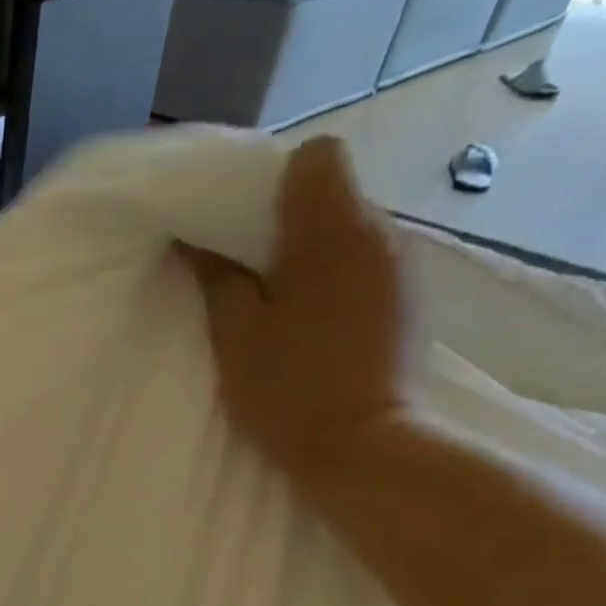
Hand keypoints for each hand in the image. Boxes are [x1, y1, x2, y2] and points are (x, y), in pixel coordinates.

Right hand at [179, 136, 419, 489]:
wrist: (365, 449)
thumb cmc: (291, 390)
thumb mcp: (236, 337)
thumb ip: (216, 279)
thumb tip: (193, 242)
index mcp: (334, 230)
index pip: (316, 155)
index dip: (276, 180)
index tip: (245, 226)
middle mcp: (382, 233)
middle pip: (334, 194)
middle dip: (289, 223)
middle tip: (251, 277)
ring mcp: (405, 267)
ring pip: (352, 233)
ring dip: (316, 257)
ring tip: (286, 309)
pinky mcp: (412, 302)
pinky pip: (370, 266)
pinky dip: (340, 282)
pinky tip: (319, 329)